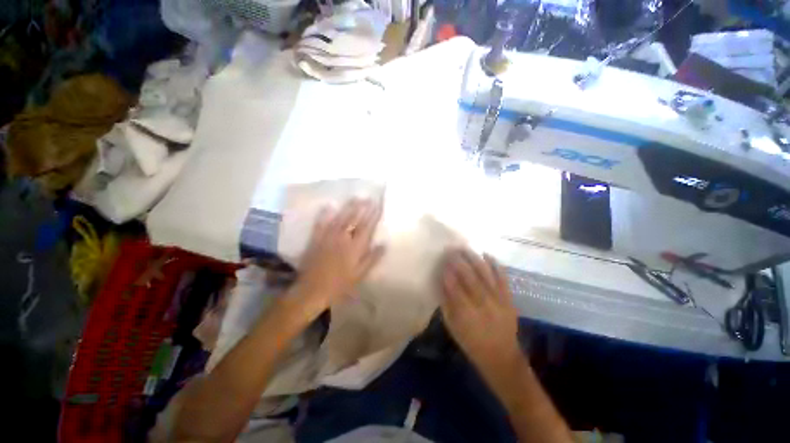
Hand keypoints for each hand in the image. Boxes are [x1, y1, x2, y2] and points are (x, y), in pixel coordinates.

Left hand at [287, 199, 384, 321]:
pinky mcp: (316, 239)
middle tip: (368, 197)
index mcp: (355, 247)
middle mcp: (343, 238)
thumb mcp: (360, 274)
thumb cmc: (340, 284)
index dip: (373, 216)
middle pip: (354, 219)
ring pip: (340, 219)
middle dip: (362, 207)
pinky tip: (328, 206)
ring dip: (348, 207)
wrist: (313, 290)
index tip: (378, 205)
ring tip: (355, 198)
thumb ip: (372, 258)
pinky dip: (324, 214)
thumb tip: (384, 244)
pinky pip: (321, 224)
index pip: (366, 227)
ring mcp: (328, 237)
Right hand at [440, 249, 521, 371]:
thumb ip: (446, 303)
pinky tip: (487, 254)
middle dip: (459, 260)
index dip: (448, 271)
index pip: (454, 287)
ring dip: (474, 258)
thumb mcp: (452, 326)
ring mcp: (498, 300)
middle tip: (451, 248)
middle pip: (470, 277)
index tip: (442, 259)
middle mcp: (483, 304)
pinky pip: (502, 277)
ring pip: (485, 274)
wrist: (501, 356)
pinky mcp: (509, 298)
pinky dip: (495, 264)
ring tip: (465, 247)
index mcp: (466, 314)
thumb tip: (441, 281)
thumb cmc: (471, 342)